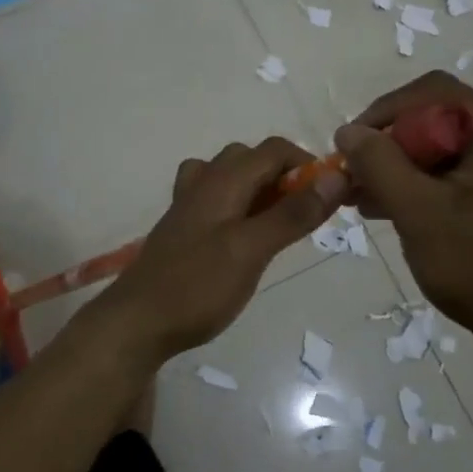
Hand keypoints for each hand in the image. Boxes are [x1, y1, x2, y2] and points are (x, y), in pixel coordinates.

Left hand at [90, 137, 345, 362]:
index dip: (307, 163)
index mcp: (222, 180)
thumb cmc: (198, 286)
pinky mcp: (183, 229)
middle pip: (251, 158)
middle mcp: (204, 183)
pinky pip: (217, 200)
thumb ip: (292, 214)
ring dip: (260, 189)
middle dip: (284, 176)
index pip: (274, 149)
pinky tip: (244, 237)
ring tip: (277, 223)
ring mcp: (188, 205)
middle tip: (305, 214)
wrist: (137, 322)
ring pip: (231, 177)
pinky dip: (238, 206)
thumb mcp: (252, 250)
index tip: (331, 195)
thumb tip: (335, 177)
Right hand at [336, 71, 472, 347]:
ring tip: (365, 199)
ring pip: (449, 151)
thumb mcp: (418, 212)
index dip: (386, 111)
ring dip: (404, 169)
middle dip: (392, 146)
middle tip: (356, 178)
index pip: (435, 93)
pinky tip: (396, 212)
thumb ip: (379, 164)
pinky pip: (464, 175)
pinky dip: (428, 186)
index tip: (353, 144)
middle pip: (441, 121)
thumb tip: (348, 130)